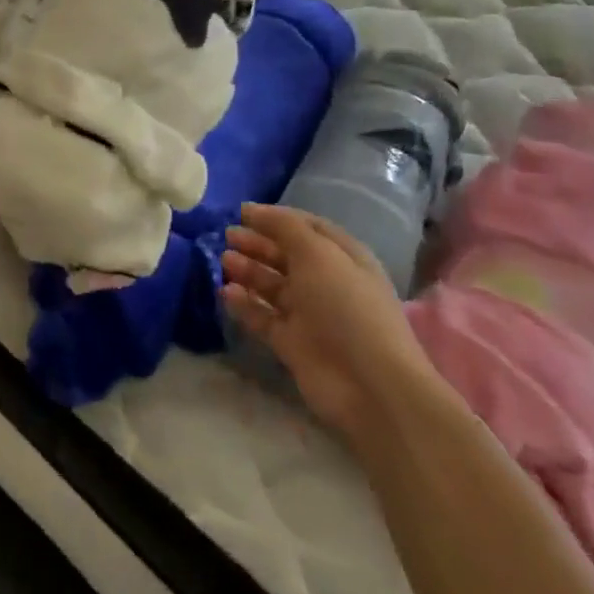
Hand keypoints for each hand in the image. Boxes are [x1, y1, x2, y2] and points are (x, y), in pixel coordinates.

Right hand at [221, 205, 436, 439]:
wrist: (368, 383)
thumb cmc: (346, 305)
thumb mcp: (317, 253)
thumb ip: (284, 227)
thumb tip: (251, 210)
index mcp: (342, 258)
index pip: (307, 229)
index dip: (276, 219)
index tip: (242, 212)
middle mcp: (326, 283)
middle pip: (286, 256)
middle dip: (257, 243)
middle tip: (227, 236)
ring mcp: (309, 315)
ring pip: (272, 285)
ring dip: (248, 270)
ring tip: (225, 261)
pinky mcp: (292, 343)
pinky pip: (262, 316)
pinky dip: (244, 303)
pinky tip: (225, 292)